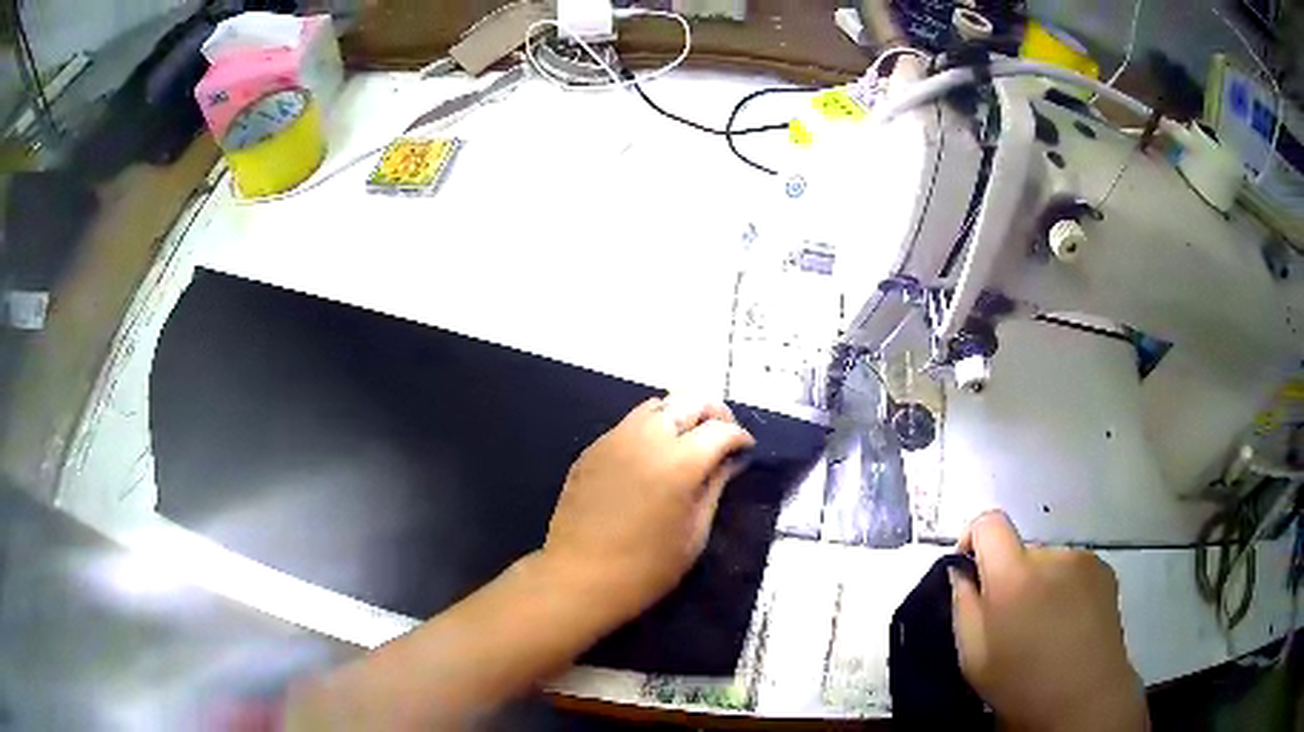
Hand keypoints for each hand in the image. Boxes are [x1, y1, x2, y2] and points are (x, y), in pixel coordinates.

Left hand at [539, 395, 754, 628]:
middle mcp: (647, 438)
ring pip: (656, 405)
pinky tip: (652, 457)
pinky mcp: (592, 449)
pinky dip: (650, 429)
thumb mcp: (695, 533)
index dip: (740, 437)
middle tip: (722, 437)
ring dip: (679, 415)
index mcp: (680, 462)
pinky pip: (629, 424)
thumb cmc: (647, 567)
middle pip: (688, 401)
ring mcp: (615, 439)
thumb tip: (730, 460)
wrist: (580, 577)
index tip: (745, 450)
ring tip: (688, 441)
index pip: (721, 429)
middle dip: (713, 413)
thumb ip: (714, 487)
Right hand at [951, 511, 1147, 731]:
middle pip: (1020, 551)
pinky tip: (1068, 625)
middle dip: (1010, 577)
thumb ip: (962, 607)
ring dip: (1039, 585)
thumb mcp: (973, 658)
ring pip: (1048, 563)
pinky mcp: (1105, 571)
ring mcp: (1084, 560)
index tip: (970, 570)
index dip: (974, 538)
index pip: (989, 523)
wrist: (1085, 699)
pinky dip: (1064, 589)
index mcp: (1014, 576)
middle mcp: (1051, 556)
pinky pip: (1073, 570)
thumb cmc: (1021, 686)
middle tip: (1010, 622)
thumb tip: (961, 572)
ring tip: (1044, 628)